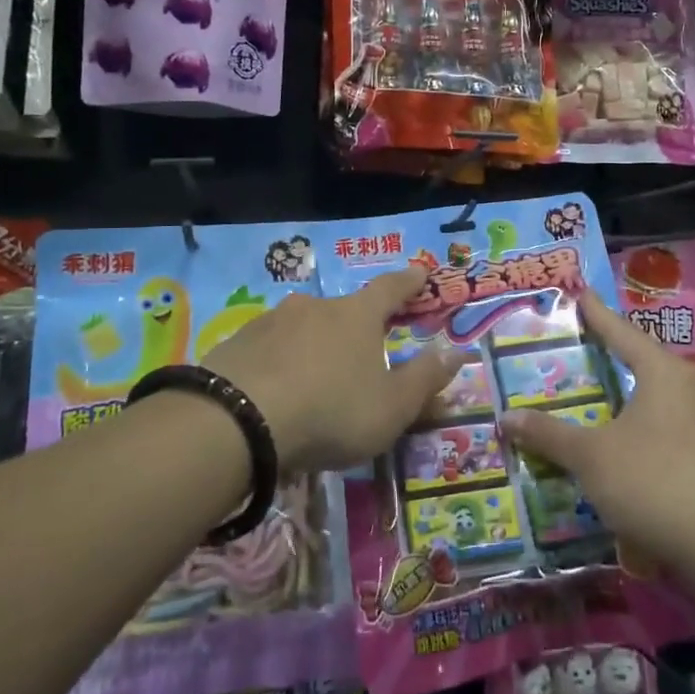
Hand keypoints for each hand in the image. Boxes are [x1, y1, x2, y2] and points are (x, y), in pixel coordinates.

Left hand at [202, 268, 459, 475]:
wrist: (238, 421)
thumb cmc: (331, 411)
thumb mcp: (392, 407)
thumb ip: (426, 378)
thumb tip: (456, 350)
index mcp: (357, 316)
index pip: (391, 288)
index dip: (408, 281)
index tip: (419, 272)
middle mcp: (315, 306)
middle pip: (344, 310)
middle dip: (356, 327)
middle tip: (361, 354)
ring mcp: (272, 320)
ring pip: (303, 328)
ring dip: (314, 346)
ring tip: (314, 381)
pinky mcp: (237, 342)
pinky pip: (269, 348)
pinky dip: (279, 362)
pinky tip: (275, 391)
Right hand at [501, 290, 694, 573]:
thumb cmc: (653, 483)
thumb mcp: (590, 457)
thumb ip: (548, 434)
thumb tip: (505, 418)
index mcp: (663, 372)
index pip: (620, 332)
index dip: (595, 314)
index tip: (579, 293)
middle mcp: (690, 387)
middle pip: (641, 360)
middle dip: (609, 355)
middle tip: (576, 345)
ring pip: (655, 395)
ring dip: (624, 394)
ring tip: (594, 392)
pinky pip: (666, 423)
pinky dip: (639, 423)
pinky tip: (621, 438)